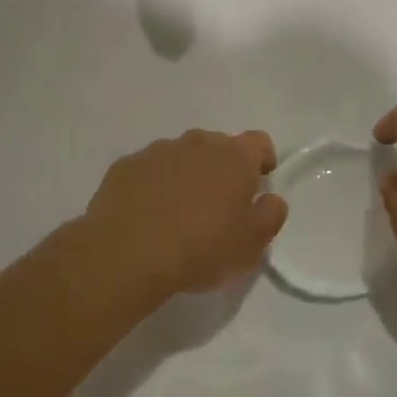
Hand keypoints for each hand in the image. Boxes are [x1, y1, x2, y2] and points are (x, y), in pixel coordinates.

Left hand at [81, 130, 287, 299]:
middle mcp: (197, 143)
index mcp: (234, 157)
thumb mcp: (251, 244)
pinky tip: (147, 215)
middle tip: (218, 205)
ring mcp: (158, 151)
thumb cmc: (200, 248)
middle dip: (222, 169)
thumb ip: (270, 215)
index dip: (262, 160)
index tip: (258, 183)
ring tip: (179, 213)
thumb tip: (271, 199)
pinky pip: (149, 170)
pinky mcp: (126, 166)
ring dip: (186, 175)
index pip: (259, 142)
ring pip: (182, 156)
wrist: (126, 253)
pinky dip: (154, 184)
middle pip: (219, 146)